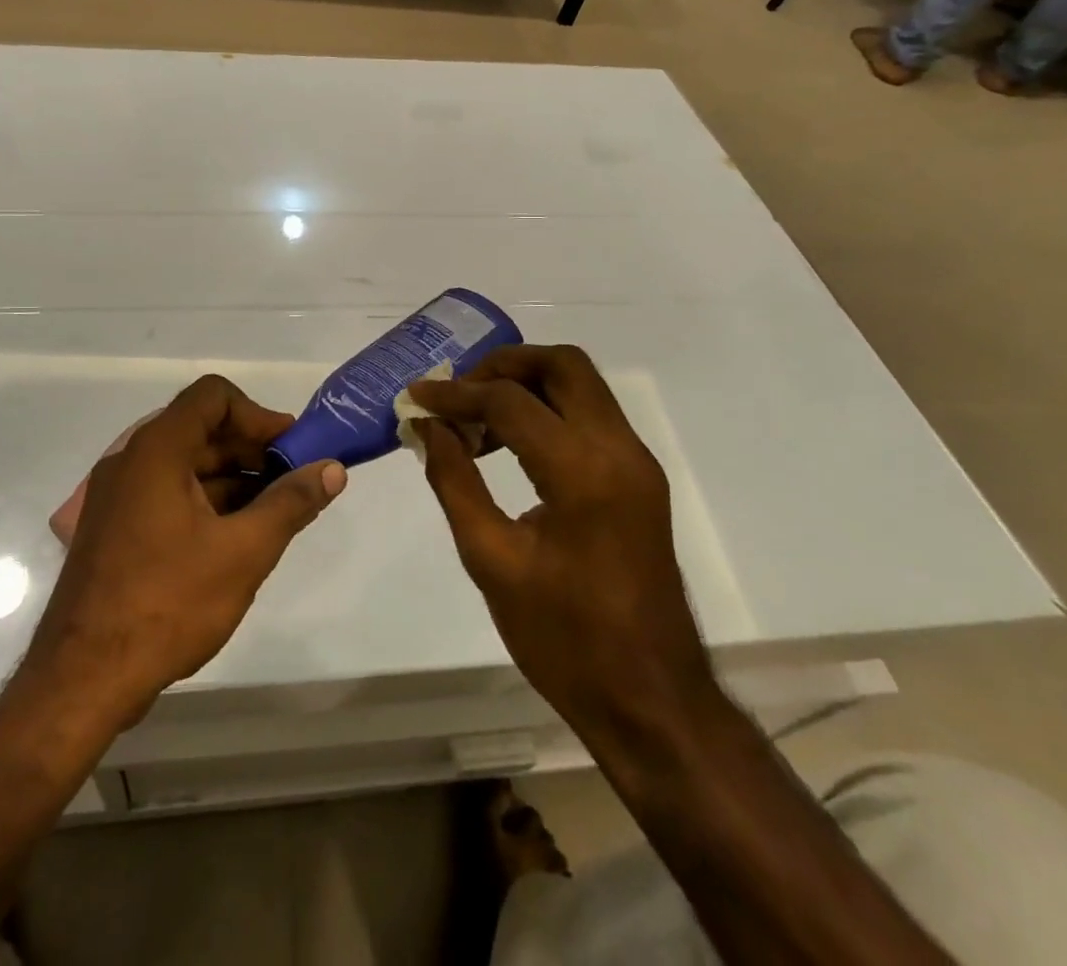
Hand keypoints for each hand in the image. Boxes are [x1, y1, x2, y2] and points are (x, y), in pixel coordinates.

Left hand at [24, 376, 345, 725]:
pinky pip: (166, 494)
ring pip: (185, 466)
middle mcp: (131, 460)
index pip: (213, 397)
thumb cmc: (167, 602)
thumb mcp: (243, 552)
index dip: (257, 415)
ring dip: (231, 480)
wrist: (82, 678)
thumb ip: (291, 503)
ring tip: (272, 515)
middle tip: (292, 483)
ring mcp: (117, 496)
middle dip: (251, 451)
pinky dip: (204, 502)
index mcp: (157, 450)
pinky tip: (234, 538)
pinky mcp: (114, 528)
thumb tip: (332, 469)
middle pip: (200, 430)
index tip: (291, 449)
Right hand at [408, 345, 714, 741]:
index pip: (509, 401)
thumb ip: (454, 481)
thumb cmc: (564, 640)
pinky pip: (590, 416)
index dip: (455, 394)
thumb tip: (428, 427)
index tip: (415, 398)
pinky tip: (509, 443)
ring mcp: (636, 462)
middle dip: (503, 364)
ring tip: (475, 419)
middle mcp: (619, 450)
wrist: (651, 701)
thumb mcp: (491, 561)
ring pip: (581, 384)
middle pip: (563, 364)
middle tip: (458, 392)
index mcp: (582, 472)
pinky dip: (547, 409)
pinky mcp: (639, 478)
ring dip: (526, 384)